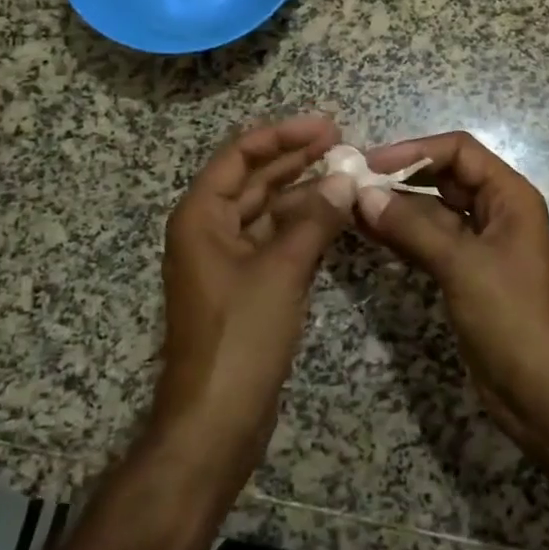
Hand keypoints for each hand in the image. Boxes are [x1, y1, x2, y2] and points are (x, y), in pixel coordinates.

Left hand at [153, 115, 353, 495]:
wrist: (215, 424)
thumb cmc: (240, 337)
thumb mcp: (281, 271)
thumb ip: (315, 219)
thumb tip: (345, 178)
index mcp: (201, 216)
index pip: (240, 155)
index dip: (282, 135)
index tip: (325, 125)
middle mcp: (210, 230)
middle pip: (255, 179)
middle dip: (296, 158)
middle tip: (342, 141)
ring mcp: (228, 260)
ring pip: (268, 210)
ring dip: (304, 192)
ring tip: (347, 174)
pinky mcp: (247, 286)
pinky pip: (276, 240)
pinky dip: (304, 226)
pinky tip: (336, 216)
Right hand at [355, 133, 548, 487]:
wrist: (543, 395)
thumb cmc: (512, 318)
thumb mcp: (462, 266)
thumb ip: (412, 227)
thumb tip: (363, 194)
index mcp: (509, 196)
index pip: (459, 151)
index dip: (415, 151)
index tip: (371, 164)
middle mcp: (495, 211)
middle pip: (443, 177)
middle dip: (400, 178)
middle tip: (351, 184)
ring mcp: (479, 244)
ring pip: (431, 212)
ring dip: (395, 208)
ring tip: (348, 206)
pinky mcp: (464, 274)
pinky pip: (428, 242)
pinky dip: (401, 236)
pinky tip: (367, 233)